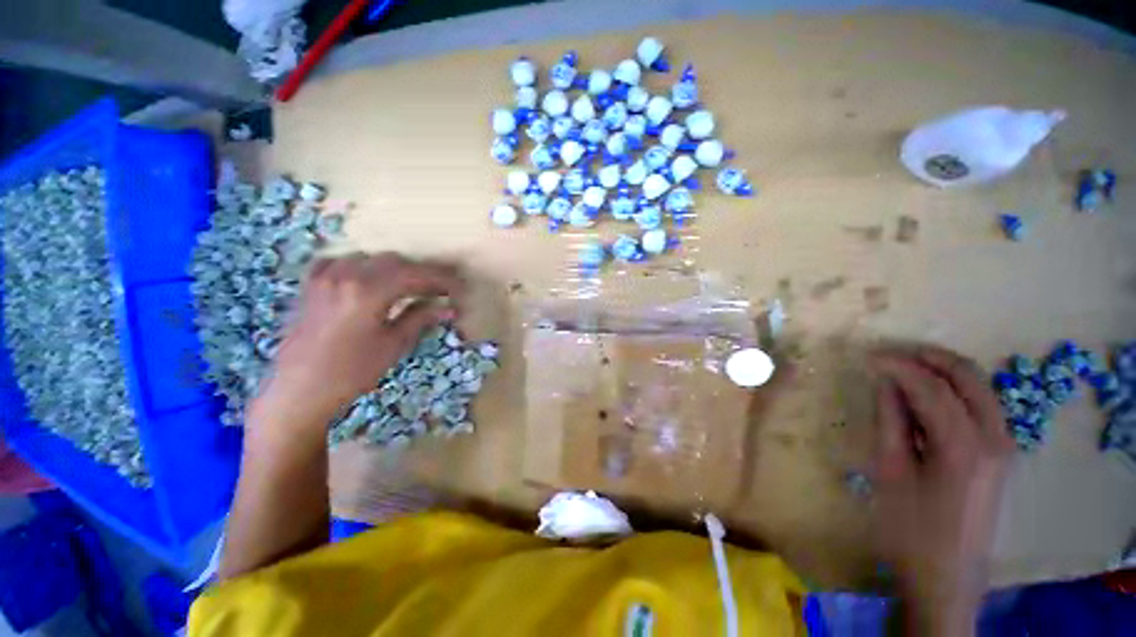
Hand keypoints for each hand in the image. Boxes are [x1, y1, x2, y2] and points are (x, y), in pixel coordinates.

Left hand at [253, 253, 463, 434]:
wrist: (299, 391)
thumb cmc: (352, 372)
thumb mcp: (394, 345)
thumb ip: (421, 318)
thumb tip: (450, 308)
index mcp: (369, 291)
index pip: (415, 275)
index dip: (441, 279)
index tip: (459, 286)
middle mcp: (346, 275)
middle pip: (395, 262)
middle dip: (421, 273)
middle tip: (441, 289)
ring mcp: (325, 277)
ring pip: (369, 259)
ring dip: (394, 269)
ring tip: (410, 286)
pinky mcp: (311, 286)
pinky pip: (339, 262)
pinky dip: (360, 266)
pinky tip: (368, 279)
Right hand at [872, 346, 1014, 635]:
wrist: (947, 576)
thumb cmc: (910, 528)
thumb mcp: (891, 472)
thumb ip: (891, 420)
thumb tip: (884, 381)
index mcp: (965, 446)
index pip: (931, 387)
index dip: (898, 365)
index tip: (867, 355)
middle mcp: (995, 438)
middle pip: (968, 376)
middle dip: (928, 357)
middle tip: (890, 353)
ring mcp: (1004, 445)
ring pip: (979, 386)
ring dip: (942, 370)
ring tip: (903, 368)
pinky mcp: (1001, 453)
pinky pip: (981, 404)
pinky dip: (954, 389)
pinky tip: (926, 395)